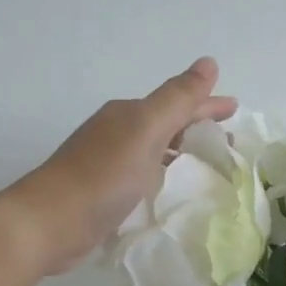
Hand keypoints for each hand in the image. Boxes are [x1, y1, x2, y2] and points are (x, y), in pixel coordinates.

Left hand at [0, 59, 237, 276]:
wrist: (50, 222)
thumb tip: (208, 62)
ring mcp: (108, 165)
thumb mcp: (145, 130)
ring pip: (155, 151)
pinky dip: (164, 177)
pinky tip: (172, 190)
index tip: (236, 109)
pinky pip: (145, 177)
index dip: (207, 105)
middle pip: (166, 125)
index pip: (177, 104)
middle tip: (229, 139)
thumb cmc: (102, 175)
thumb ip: (177, 99)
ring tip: (208, 164)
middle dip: (197, 127)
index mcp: (129, 115)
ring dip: (182, 152)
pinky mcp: (104, 194)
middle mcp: (117, 134)